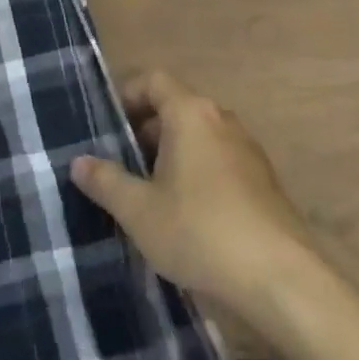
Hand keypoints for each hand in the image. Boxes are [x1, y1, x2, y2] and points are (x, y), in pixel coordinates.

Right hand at [70, 71, 323, 319]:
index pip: (153, 81)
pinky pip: (217, 160)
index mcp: (190, 113)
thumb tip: (79, 161)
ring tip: (145, 193)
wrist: (280, 278)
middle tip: (117, 165)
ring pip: (197, 136)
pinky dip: (195, 172)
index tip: (105, 126)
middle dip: (143, 131)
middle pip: (174, 107)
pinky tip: (183, 214)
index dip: (126, 96)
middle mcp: (220, 119)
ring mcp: (246, 148)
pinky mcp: (261, 179)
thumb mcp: (139, 210)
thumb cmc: (200, 231)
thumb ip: (106, 181)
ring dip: (169, 155)